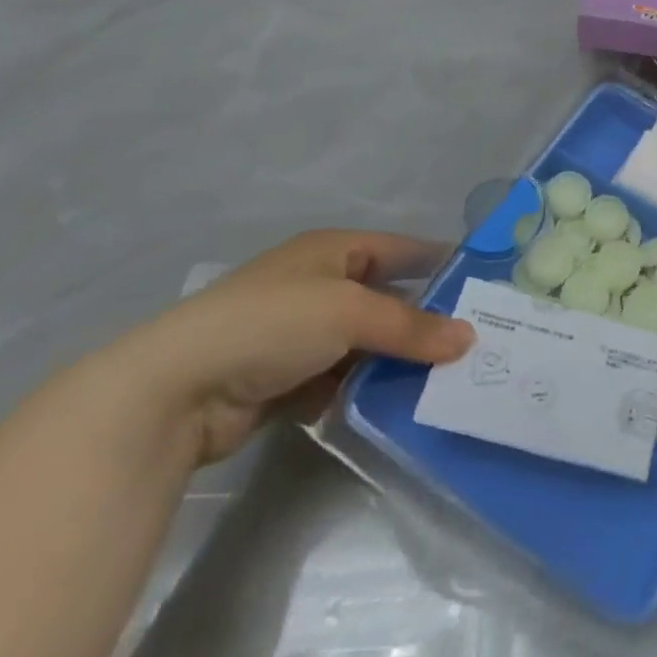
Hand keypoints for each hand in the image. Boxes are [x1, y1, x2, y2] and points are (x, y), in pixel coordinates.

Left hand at [102, 231, 473, 468]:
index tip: (482, 285)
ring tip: (445, 380)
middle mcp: (317, 284)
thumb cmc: (271, 323)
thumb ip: (411, 327)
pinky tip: (395, 407)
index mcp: (331, 250)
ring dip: (395, 361)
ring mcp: (297, 334)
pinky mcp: (283, 379)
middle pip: (384, 298)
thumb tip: (468, 339)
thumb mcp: (349, 313)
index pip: (400, 248)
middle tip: (473, 343)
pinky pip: (339, 379)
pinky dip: (363, 390)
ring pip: (364, 344)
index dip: (439, 262)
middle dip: (423, 321)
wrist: (174, 390)